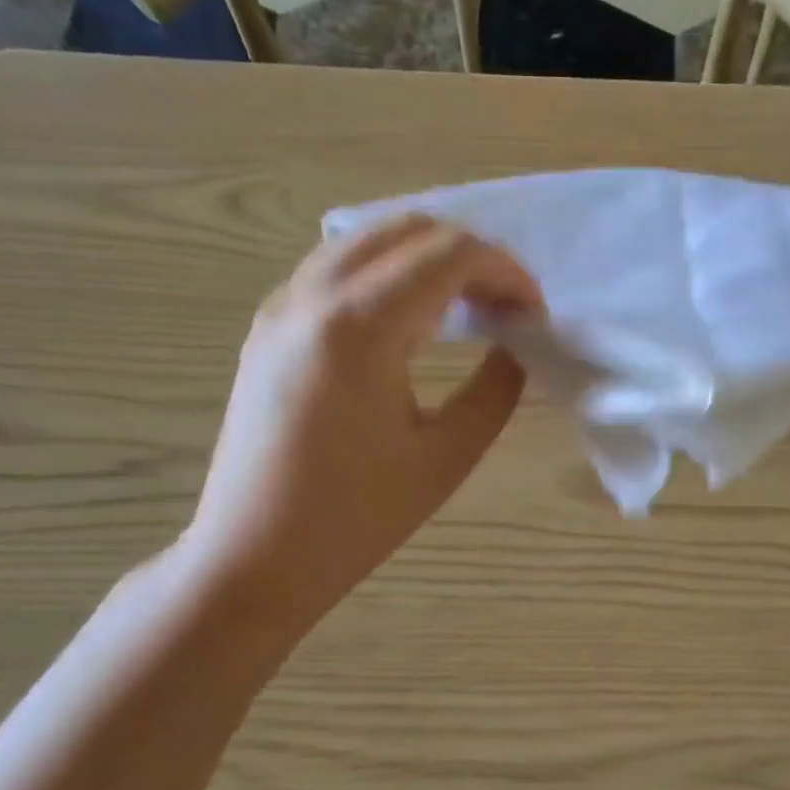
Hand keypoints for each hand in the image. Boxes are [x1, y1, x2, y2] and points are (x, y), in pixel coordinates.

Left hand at [175, 215, 540, 640]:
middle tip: (507, 304)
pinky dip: (387, 274)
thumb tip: (515, 344)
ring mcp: (281, 307)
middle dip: (470, 255)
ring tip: (467, 307)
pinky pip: (336, 269)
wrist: (254, 559)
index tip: (535, 312)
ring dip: (427, 259)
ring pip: (365, 240)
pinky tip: (411, 321)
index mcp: (359, 327)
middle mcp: (312, 296)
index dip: (505, 272)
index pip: (449, 256)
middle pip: (407, 230)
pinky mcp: (268, 328)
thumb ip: (495, 389)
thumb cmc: (356, 519)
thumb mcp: (446, 457)